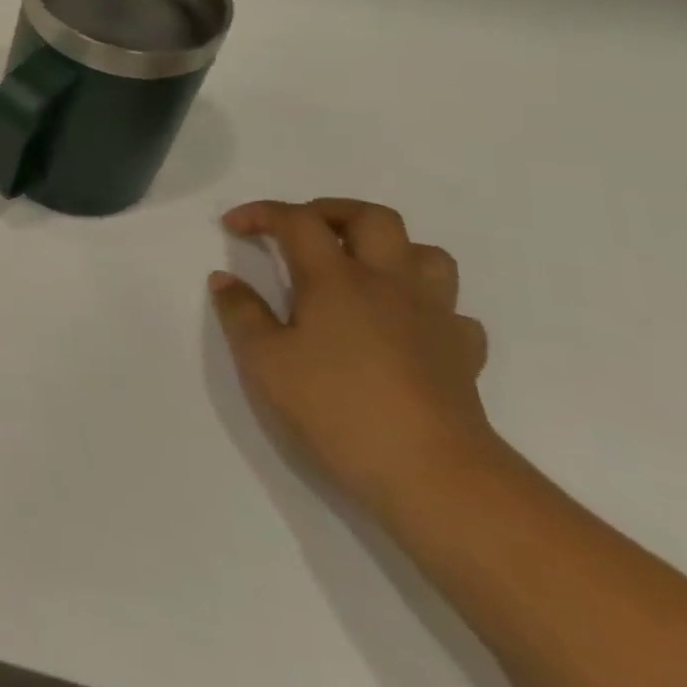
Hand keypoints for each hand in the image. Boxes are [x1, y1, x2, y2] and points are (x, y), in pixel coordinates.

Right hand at [210, 198, 498, 513]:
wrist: (435, 474)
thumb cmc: (336, 408)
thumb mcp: (263, 361)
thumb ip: (241, 313)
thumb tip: (225, 280)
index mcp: (336, 279)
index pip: (298, 221)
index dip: (263, 214)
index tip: (233, 227)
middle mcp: (388, 284)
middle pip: (371, 218)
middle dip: (330, 212)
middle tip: (298, 230)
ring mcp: (433, 317)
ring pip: (425, 255)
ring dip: (388, 249)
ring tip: (356, 268)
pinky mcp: (461, 354)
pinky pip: (450, 311)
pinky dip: (422, 305)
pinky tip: (400, 326)